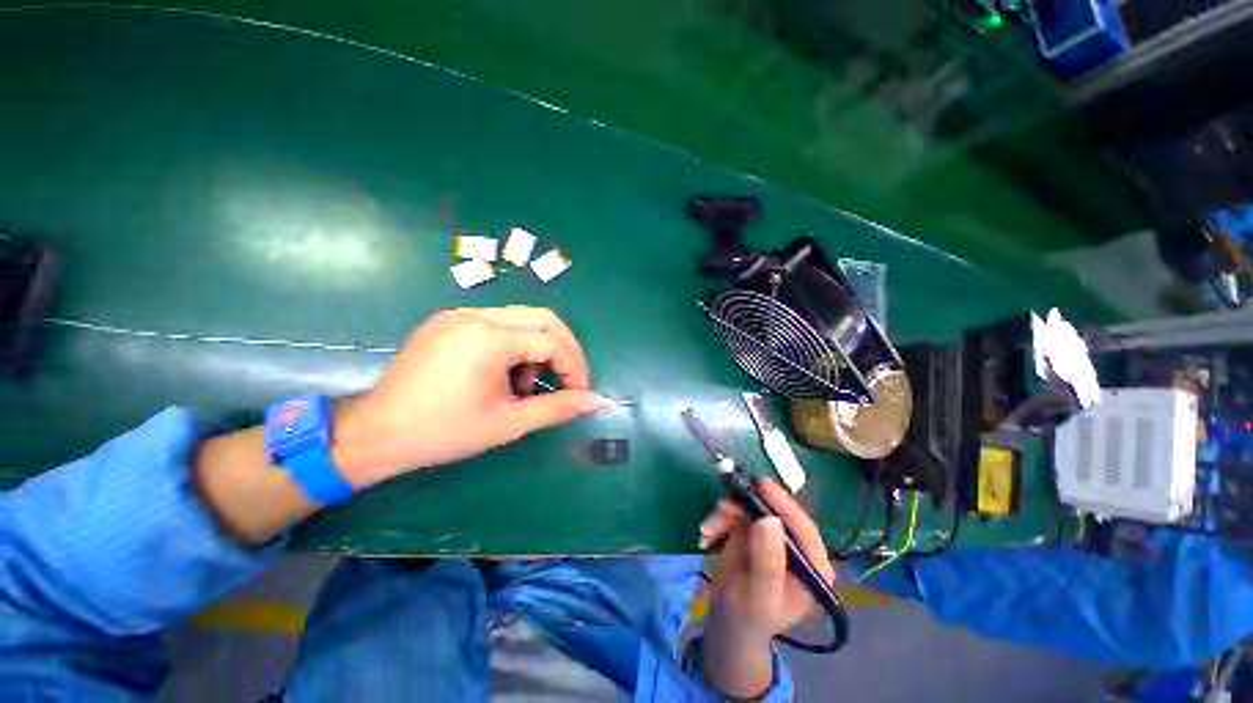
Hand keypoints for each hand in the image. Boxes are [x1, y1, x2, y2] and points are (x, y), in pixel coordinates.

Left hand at [333, 307, 603, 487]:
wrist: (375, 433)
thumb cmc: (443, 432)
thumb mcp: (508, 423)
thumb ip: (557, 408)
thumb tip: (596, 401)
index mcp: (489, 338)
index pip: (551, 341)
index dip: (574, 367)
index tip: (580, 393)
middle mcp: (476, 315)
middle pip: (543, 318)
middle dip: (564, 349)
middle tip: (568, 379)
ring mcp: (459, 314)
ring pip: (522, 318)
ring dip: (538, 347)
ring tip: (526, 384)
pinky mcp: (449, 321)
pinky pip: (498, 323)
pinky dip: (515, 345)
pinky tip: (503, 373)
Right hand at [697, 478, 836, 697]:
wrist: (728, 620)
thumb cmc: (749, 617)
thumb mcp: (759, 596)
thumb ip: (767, 561)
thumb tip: (770, 519)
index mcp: (812, 567)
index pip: (804, 530)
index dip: (784, 505)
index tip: (763, 485)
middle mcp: (795, 546)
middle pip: (775, 512)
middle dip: (746, 507)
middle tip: (723, 508)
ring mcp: (772, 536)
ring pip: (752, 508)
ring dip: (728, 512)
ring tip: (709, 528)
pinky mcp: (752, 530)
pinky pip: (737, 511)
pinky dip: (720, 517)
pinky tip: (708, 532)